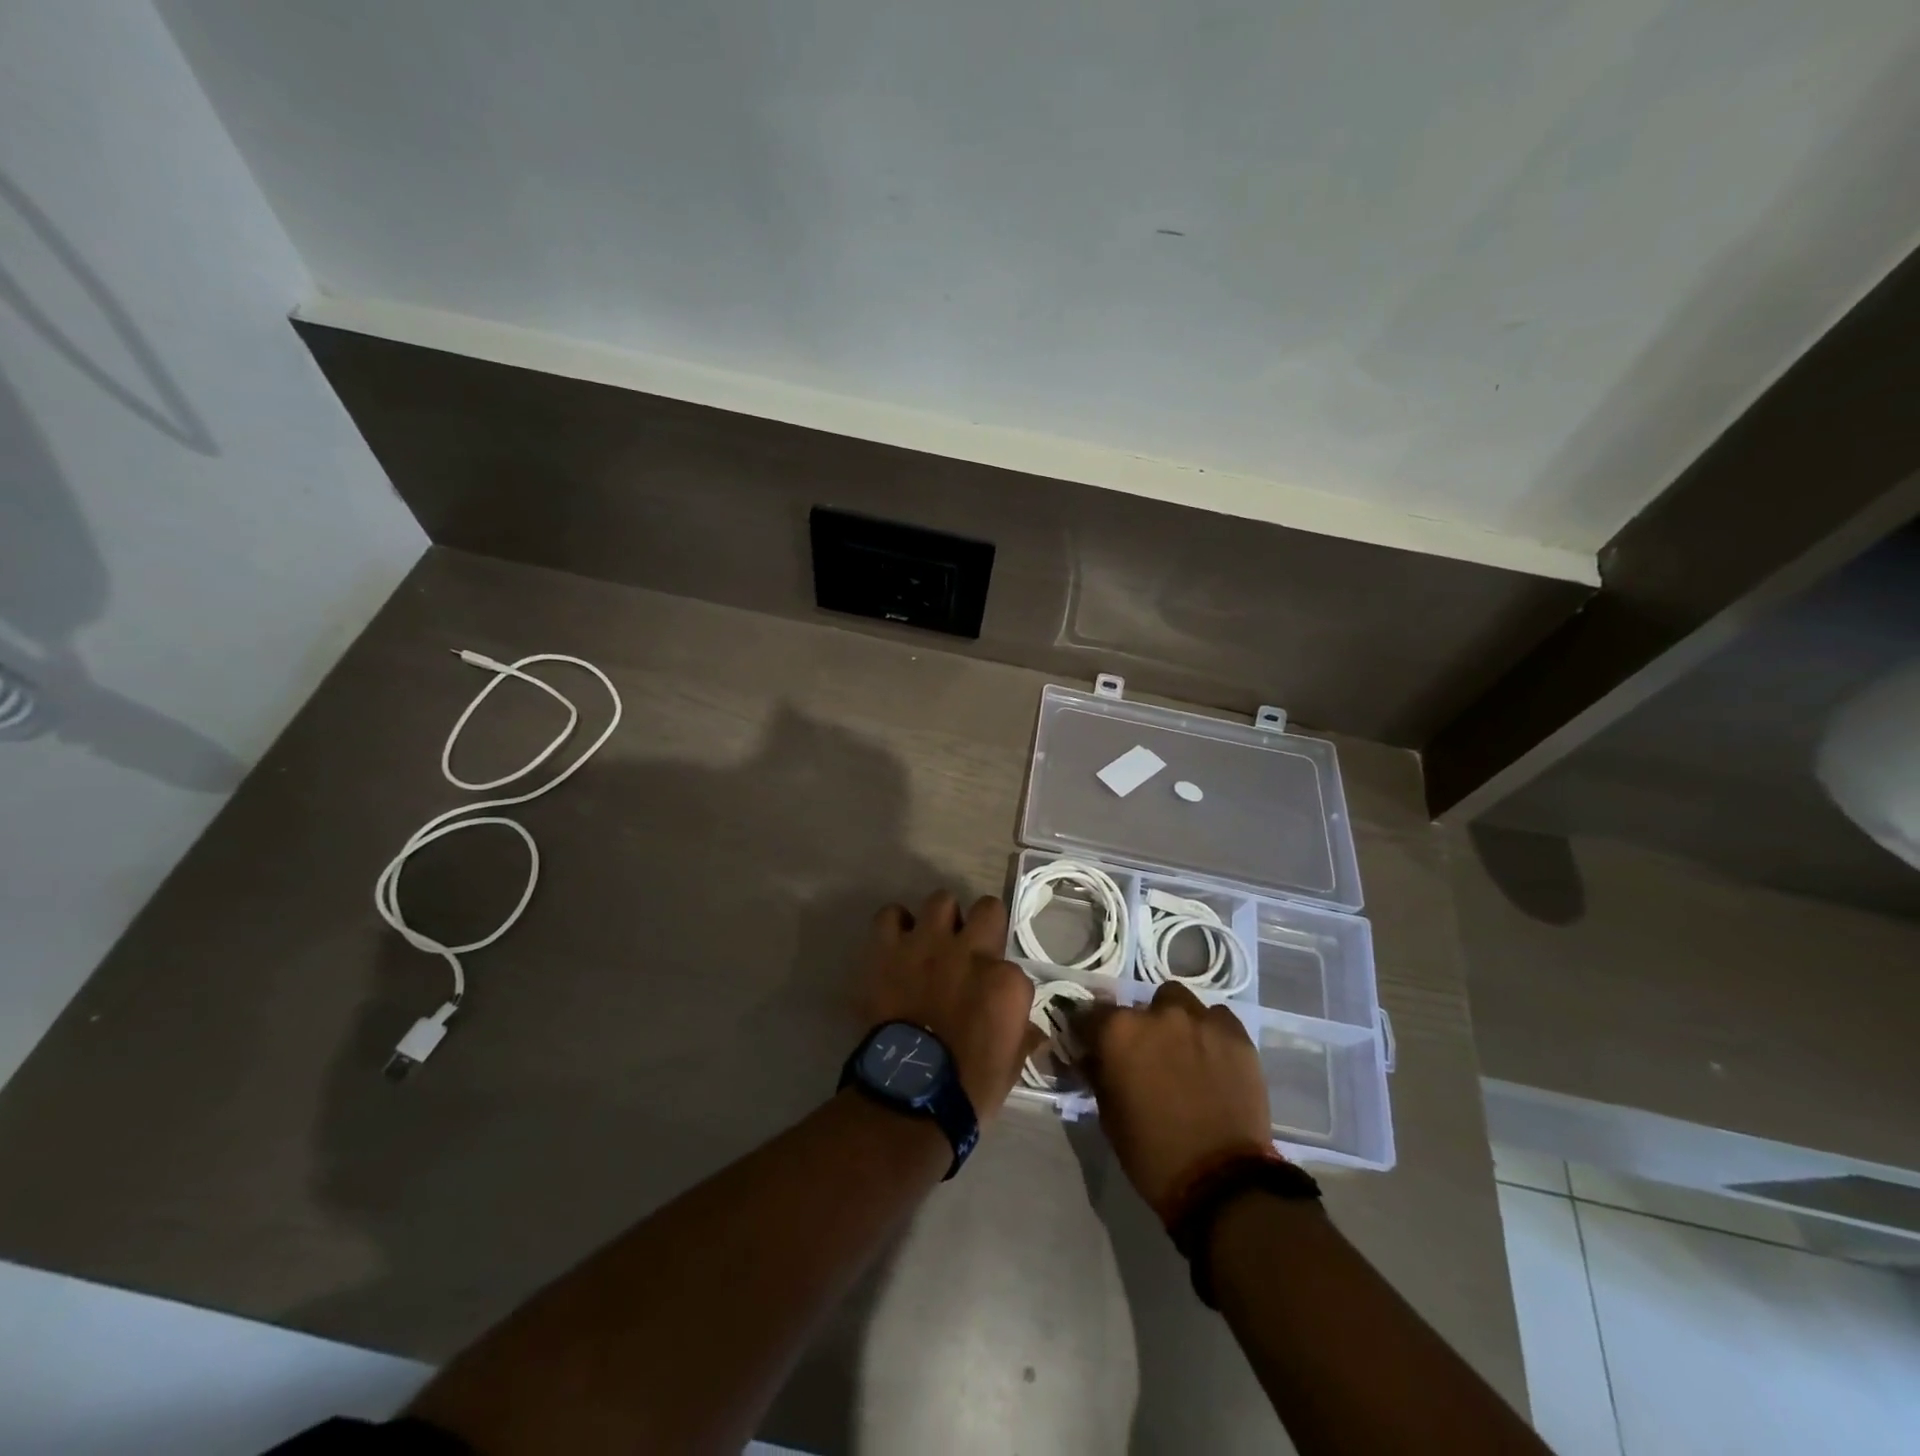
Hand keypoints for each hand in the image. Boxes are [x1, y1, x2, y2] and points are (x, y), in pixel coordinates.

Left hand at [860, 892, 1040, 1122]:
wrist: (910, 1098)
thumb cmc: (969, 1089)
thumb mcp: (1012, 1066)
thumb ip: (1022, 1036)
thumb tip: (1033, 1031)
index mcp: (1006, 980)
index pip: (1014, 965)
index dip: (1002, 980)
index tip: (993, 997)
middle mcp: (971, 951)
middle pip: (987, 909)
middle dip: (982, 924)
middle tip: (970, 948)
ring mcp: (927, 945)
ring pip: (941, 900)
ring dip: (940, 919)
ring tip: (933, 941)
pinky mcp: (888, 950)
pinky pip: (890, 916)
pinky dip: (895, 925)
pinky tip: (898, 942)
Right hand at [1076, 983, 1273, 1213]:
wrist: (1222, 1182)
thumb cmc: (1152, 1152)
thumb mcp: (1109, 1114)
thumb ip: (1099, 1073)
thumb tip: (1092, 1056)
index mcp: (1118, 1032)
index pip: (1091, 1014)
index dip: (1090, 1030)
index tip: (1093, 1044)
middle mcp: (1157, 1014)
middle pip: (1140, 1006)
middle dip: (1139, 1027)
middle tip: (1146, 1056)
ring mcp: (1200, 1020)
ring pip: (1179, 1002)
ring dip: (1174, 1021)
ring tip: (1182, 1051)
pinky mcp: (1236, 1034)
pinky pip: (1217, 1018)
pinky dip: (1209, 1031)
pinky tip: (1213, 1057)